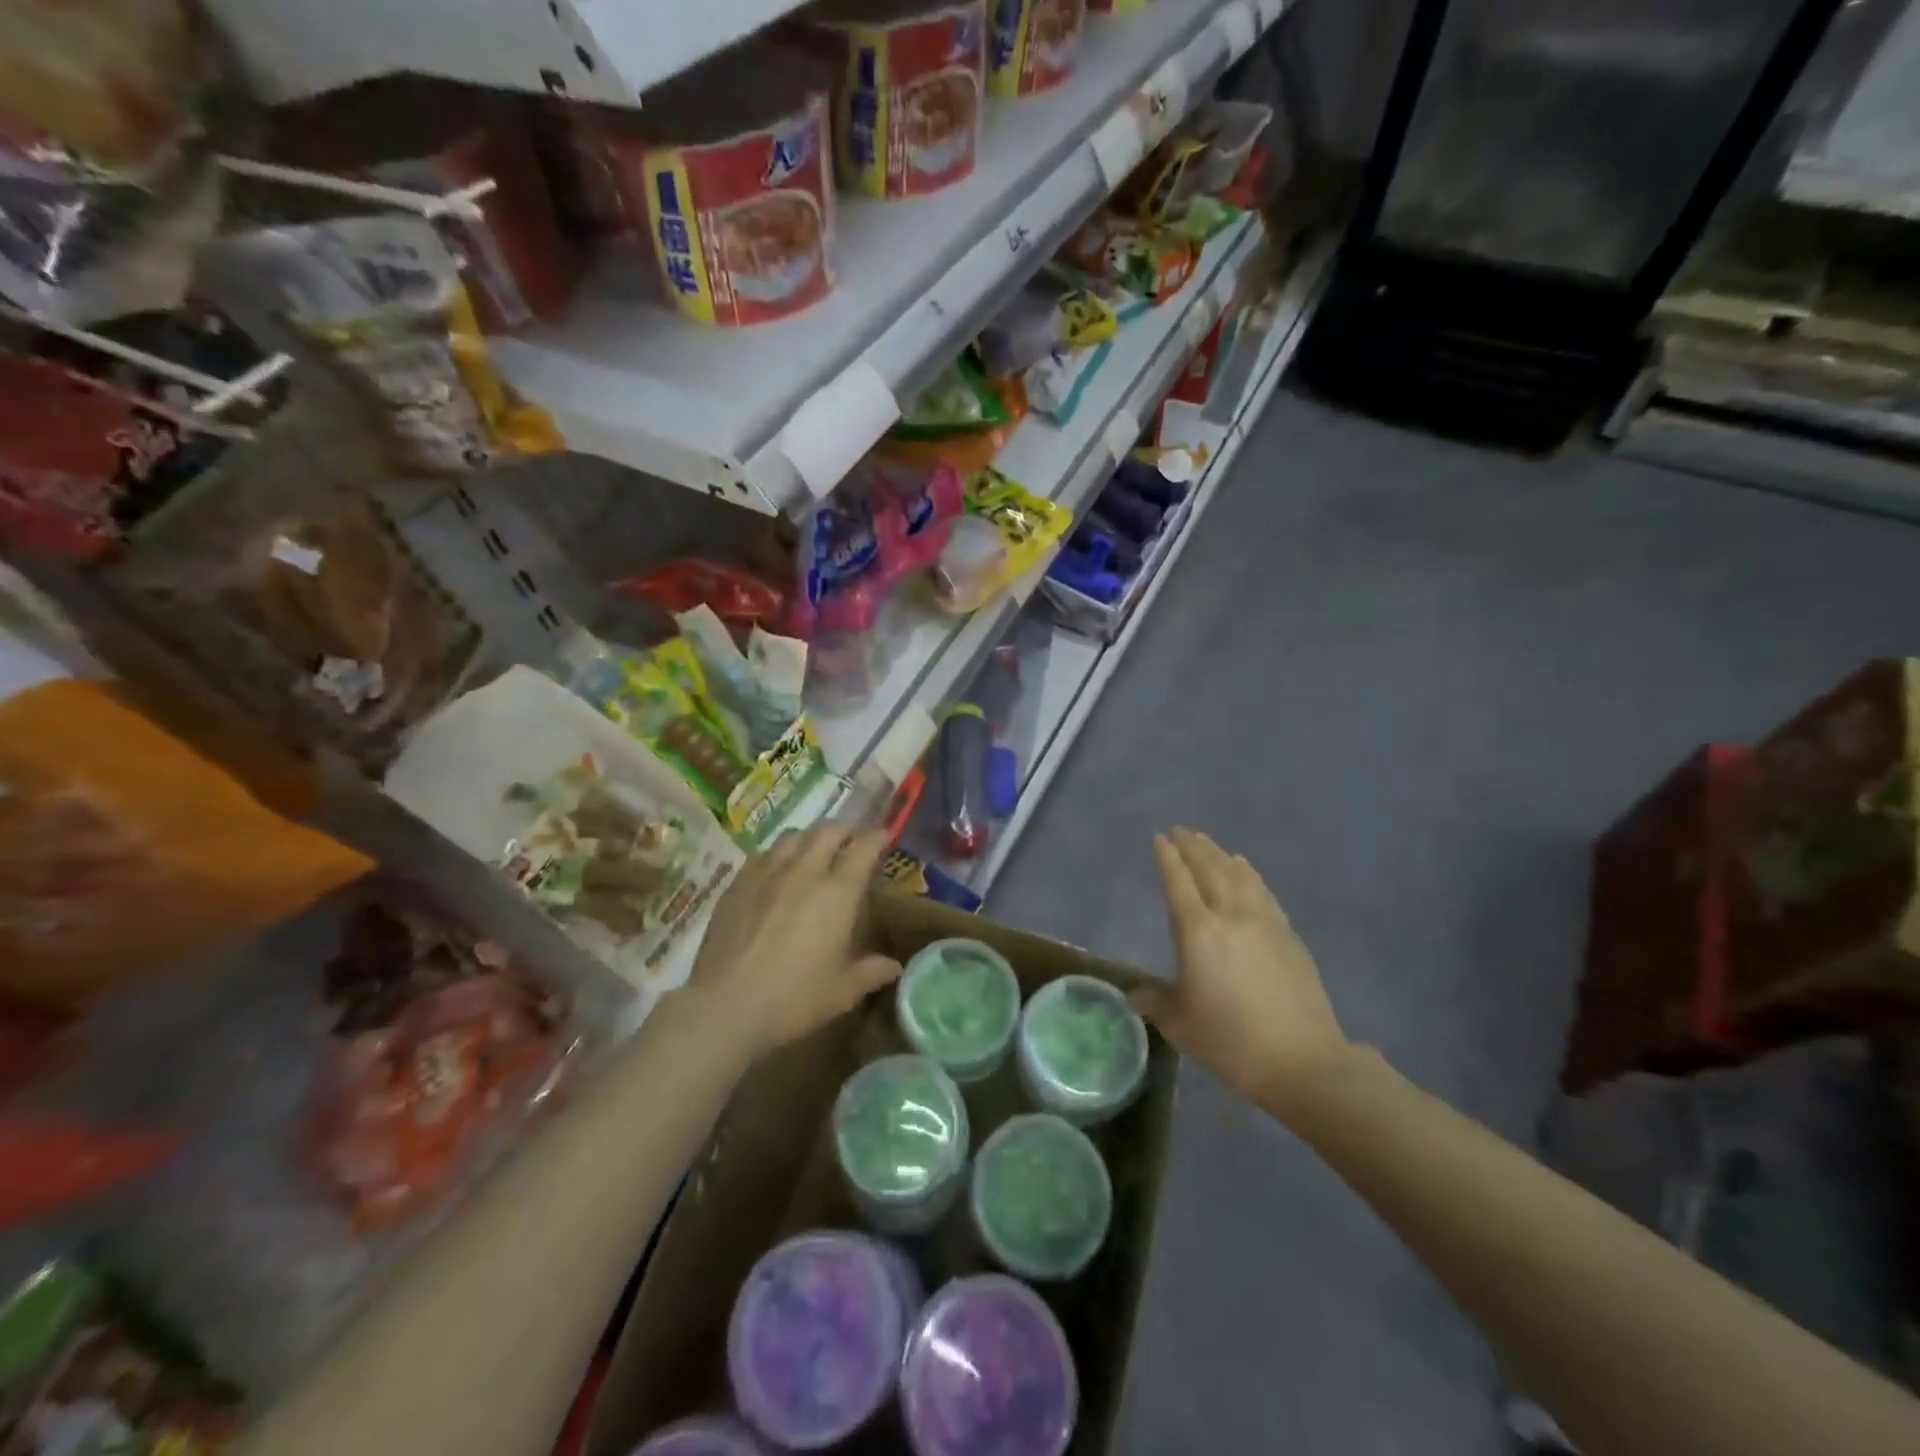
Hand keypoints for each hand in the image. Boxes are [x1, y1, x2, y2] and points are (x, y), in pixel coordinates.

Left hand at [687, 826, 901, 1059]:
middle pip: (829, 831)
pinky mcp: (738, 883)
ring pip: (794, 836)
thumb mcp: (842, 991)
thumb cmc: (793, 999)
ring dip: (812, 838)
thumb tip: (895, 966)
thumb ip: (872, 971)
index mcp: (838, 892)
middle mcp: (804, 871)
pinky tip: (777, 871)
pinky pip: (764, 854)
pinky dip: (779, 854)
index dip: (877, 837)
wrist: (725, 1007)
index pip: (864, 847)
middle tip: (853, 843)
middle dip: (846, 831)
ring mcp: (767, 873)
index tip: (884, 837)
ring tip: (816, 852)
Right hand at [1132, 829, 1352, 1113]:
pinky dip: (1248, 874)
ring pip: (1238, 875)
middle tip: (1180, 831)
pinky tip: (1245, 870)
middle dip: (1192, 847)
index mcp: (1197, 932)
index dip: (1167, 858)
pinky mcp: (1288, 934)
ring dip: (1219, 855)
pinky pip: (1262, 891)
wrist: (1302, 1060)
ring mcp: (1263, 921)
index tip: (1159, 838)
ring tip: (1208, 843)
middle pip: (1209, 869)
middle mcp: (1230, 915)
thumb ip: (1156, 1002)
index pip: (1178, 883)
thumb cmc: (1230, 1041)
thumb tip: (1134, 995)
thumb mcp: (1181, 1024)